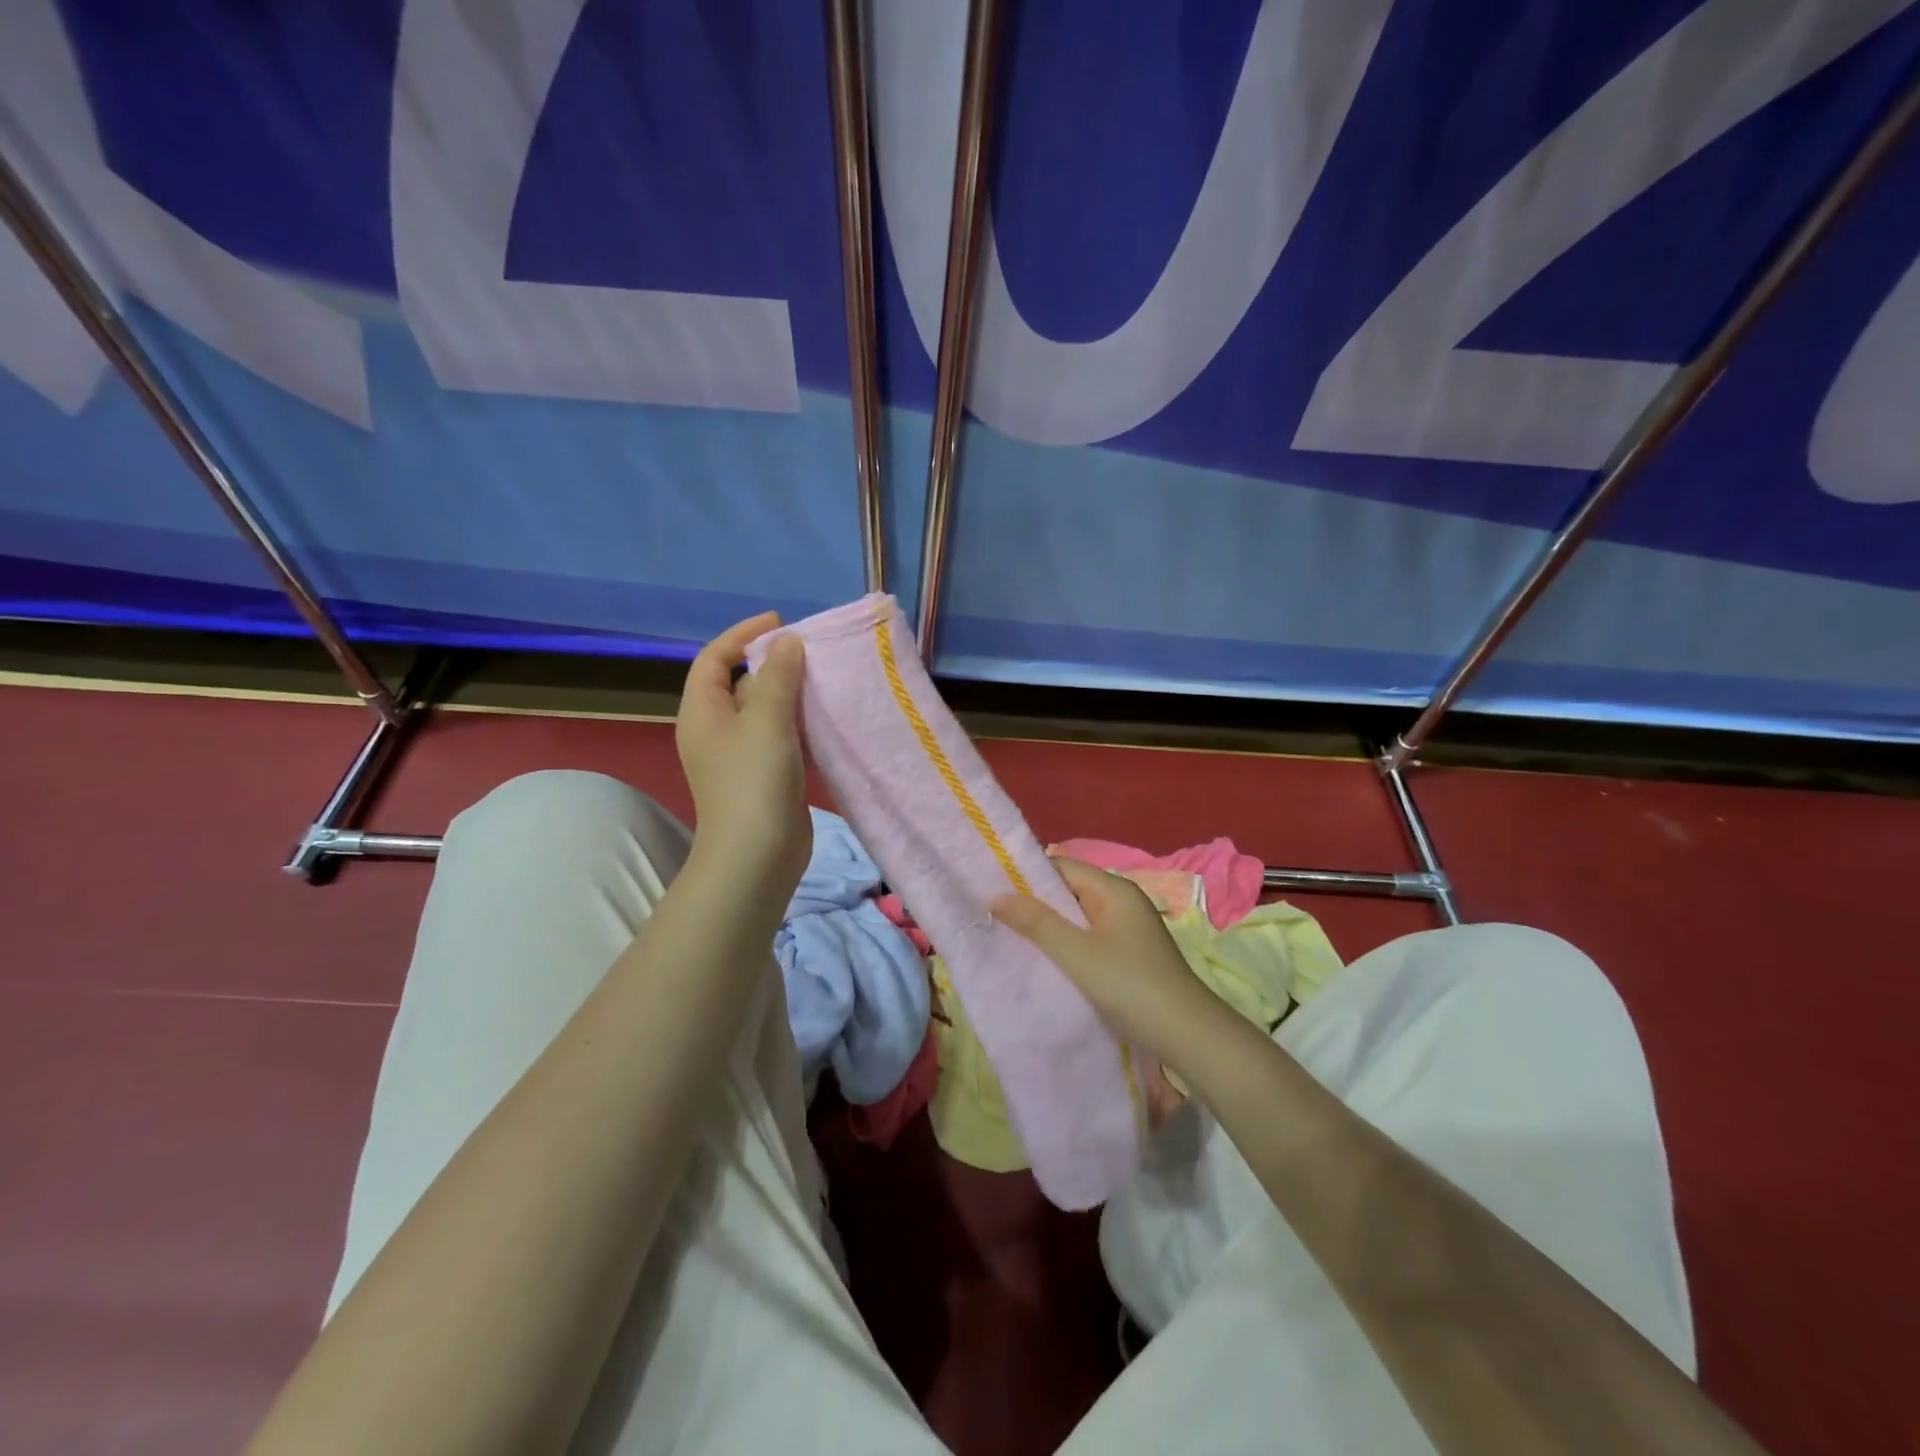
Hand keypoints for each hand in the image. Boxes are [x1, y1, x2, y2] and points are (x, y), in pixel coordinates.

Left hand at [675, 613, 810, 900]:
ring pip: (766, 712)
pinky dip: (801, 724)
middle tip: (813, 653)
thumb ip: (778, 676)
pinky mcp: (764, 776)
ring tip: (827, 680)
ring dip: (792, 694)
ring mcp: (740, 756)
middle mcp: (717, 730)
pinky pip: (781, 737)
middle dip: (774, 664)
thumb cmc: (754, 781)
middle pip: (742, 683)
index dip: (742, 634)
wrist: (757, 856)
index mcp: (703, 712)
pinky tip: (827, 719)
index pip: (714, 658)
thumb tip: (787, 642)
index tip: (780, 622)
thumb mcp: (767, 720)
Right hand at [992, 858, 1244, 1082]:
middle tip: (994, 915)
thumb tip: (996, 896)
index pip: (1061, 866)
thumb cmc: (1131, 986)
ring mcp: (1128, 928)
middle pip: (1069, 890)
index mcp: (1114, 889)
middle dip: (1034, 902)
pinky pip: (1088, 937)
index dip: (1026, 874)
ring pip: (1077, 916)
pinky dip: (1066, 944)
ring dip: (1048, 926)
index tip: (990, 888)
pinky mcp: (1129, 953)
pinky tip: (1045, 960)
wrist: (1189, 1036)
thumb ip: (1037, 923)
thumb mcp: (1077, 953)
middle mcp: (1122, 901)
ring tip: (1010, 936)